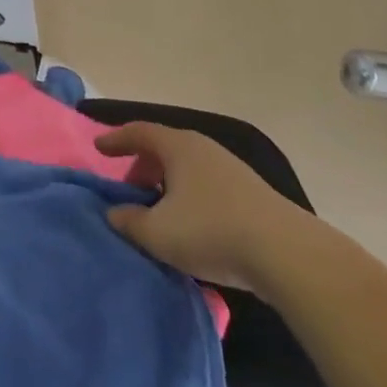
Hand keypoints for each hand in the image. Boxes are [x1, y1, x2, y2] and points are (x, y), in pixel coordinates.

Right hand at [96, 122, 320, 295]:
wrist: (288, 254)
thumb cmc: (211, 231)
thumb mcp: (158, 233)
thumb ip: (128, 221)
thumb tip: (114, 213)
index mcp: (178, 146)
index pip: (139, 132)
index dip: (116, 139)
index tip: (99, 149)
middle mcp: (204, 148)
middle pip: (164, 149)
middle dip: (142, 166)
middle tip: (130, 189)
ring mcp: (231, 169)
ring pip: (188, 168)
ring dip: (168, 184)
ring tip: (160, 211)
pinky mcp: (252, 193)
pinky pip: (208, 185)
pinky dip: (190, 196)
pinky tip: (192, 226)